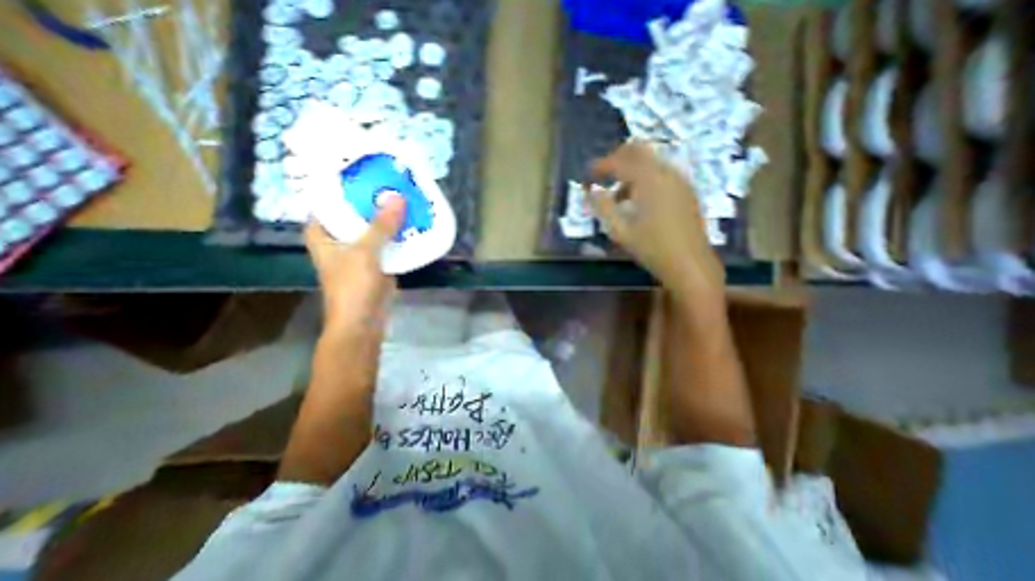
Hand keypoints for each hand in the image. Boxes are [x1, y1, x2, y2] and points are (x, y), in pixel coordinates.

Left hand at [304, 194, 405, 331]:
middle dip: (374, 200)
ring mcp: (359, 250)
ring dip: (388, 217)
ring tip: (406, 198)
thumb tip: (398, 197)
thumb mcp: (364, 252)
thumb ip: (381, 225)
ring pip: (374, 228)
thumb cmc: (352, 286)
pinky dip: (398, 234)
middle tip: (394, 181)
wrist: (363, 321)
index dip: (346, 184)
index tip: (367, 170)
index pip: (330, 200)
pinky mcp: (377, 261)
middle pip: (356, 212)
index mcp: (323, 233)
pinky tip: (412, 223)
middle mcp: (339, 238)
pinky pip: (387, 242)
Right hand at [589, 142, 725, 302]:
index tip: (588, 175)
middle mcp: (667, 172)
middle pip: (640, 150)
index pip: (620, 161)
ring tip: (619, 197)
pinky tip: (640, 202)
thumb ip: (603, 206)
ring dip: (632, 170)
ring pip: (652, 161)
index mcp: (649, 180)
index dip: (601, 165)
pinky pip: (662, 173)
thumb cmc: (652, 248)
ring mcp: (680, 180)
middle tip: (604, 175)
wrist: (690, 264)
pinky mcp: (687, 190)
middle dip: (618, 158)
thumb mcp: (620, 230)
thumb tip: (590, 190)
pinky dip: (646, 178)